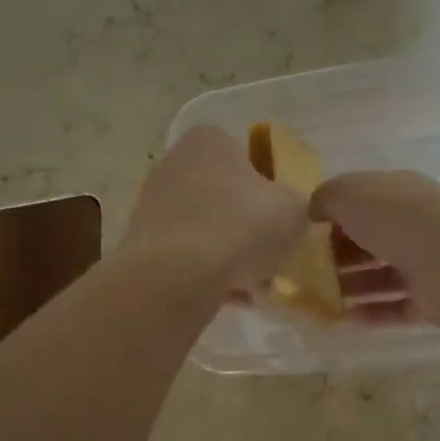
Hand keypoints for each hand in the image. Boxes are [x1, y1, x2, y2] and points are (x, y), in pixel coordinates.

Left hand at [122, 127, 307, 291]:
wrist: (176, 276)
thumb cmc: (240, 227)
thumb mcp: (293, 211)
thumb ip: (297, 205)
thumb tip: (288, 213)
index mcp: (210, 141)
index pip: (248, 158)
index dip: (269, 192)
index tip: (281, 223)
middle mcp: (174, 164)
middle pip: (225, 198)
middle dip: (248, 231)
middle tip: (270, 259)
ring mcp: (152, 205)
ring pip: (206, 232)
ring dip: (231, 258)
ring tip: (254, 289)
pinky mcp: (142, 245)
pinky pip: (186, 259)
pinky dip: (208, 276)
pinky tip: (231, 300)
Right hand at [311, 171, 439, 321]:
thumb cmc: (397, 220)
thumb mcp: (349, 194)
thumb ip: (325, 198)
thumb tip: (315, 211)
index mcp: (399, 192)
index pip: (362, 201)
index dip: (333, 217)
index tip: (307, 236)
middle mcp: (415, 224)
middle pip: (371, 240)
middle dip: (340, 255)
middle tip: (310, 272)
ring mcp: (427, 262)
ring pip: (383, 274)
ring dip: (353, 286)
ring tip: (323, 299)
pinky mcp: (433, 298)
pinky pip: (397, 306)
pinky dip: (373, 312)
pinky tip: (347, 319)